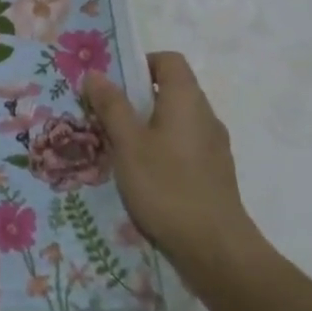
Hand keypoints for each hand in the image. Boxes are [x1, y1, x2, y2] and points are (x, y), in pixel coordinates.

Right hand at [82, 52, 261, 283]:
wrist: (216, 250)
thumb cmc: (167, 187)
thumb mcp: (128, 144)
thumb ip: (112, 106)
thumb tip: (96, 74)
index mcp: (187, 100)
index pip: (169, 60)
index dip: (141, 63)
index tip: (113, 83)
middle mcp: (205, 116)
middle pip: (171, 90)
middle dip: (137, 97)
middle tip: (105, 115)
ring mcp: (213, 147)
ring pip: (176, 120)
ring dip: (147, 125)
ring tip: (118, 147)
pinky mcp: (214, 173)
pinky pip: (183, 146)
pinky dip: (162, 149)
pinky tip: (142, 175)